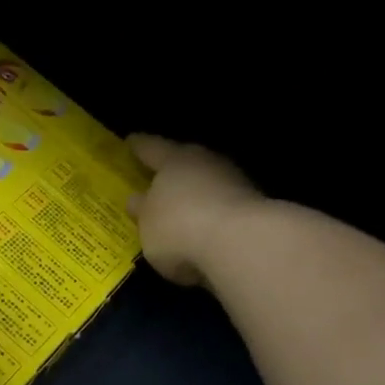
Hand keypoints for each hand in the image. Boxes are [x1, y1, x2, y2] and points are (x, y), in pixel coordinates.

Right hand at [127, 135, 263, 286]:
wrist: (243, 243)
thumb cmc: (180, 226)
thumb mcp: (147, 223)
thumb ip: (142, 210)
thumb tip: (137, 200)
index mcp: (174, 160)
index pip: (151, 148)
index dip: (139, 146)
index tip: (130, 141)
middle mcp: (205, 162)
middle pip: (184, 162)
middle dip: (171, 170)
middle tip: (157, 177)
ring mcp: (234, 182)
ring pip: (207, 183)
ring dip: (195, 194)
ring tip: (181, 210)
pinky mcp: (253, 207)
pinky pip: (223, 206)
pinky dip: (212, 214)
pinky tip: (204, 231)